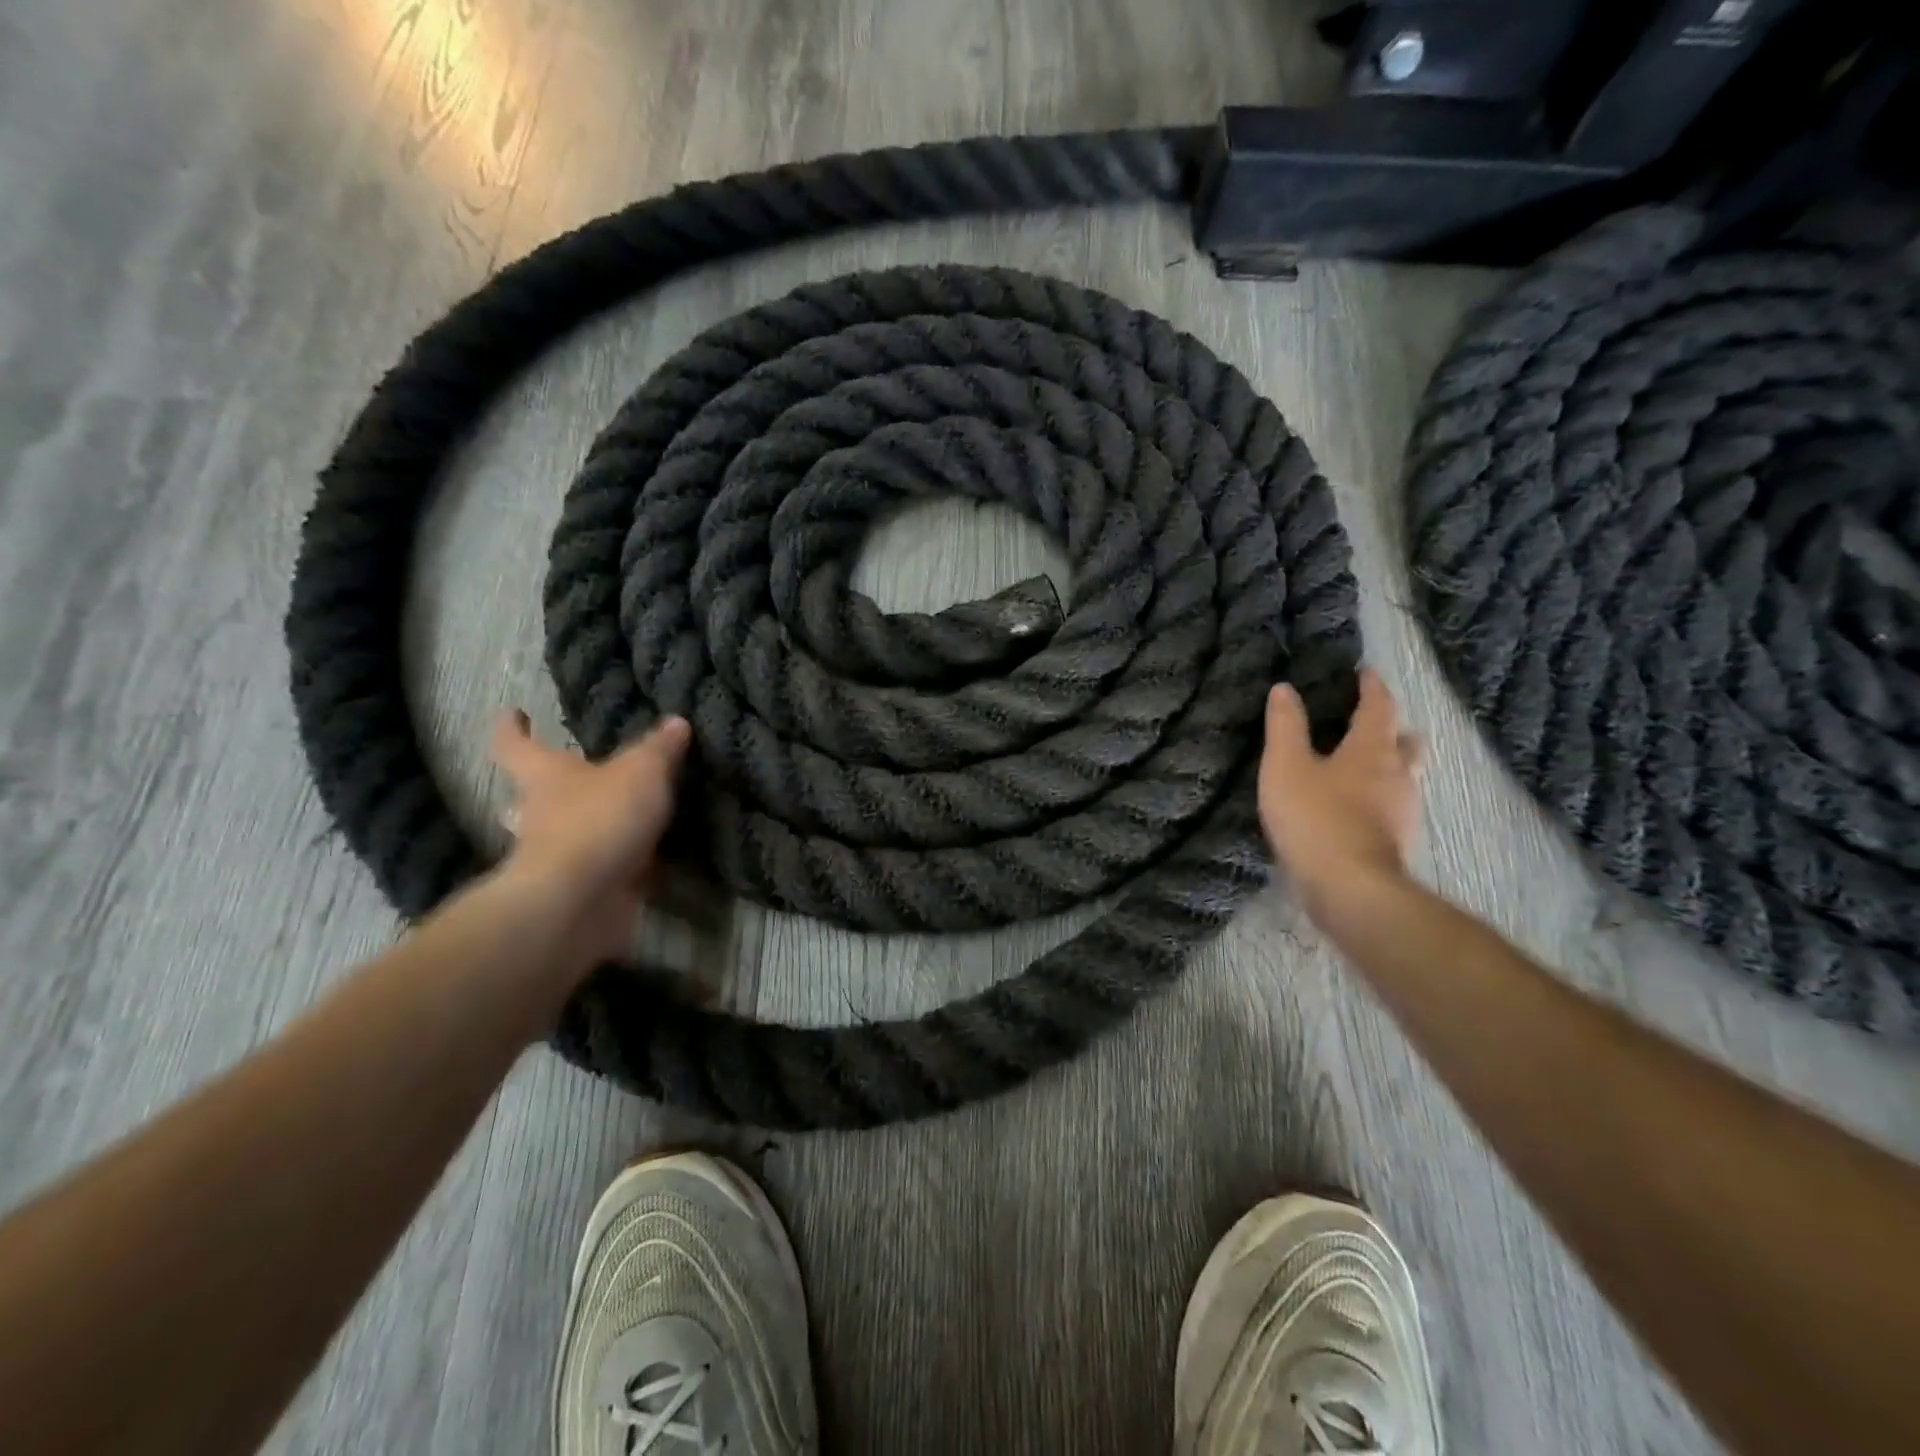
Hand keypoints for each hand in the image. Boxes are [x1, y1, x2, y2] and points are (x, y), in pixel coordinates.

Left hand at [489, 710, 692, 971]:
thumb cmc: (600, 819)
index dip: (512, 728)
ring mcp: (557, 858)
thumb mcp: (642, 771)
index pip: (516, 745)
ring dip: (586, 831)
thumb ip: (660, 748)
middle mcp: (540, 816)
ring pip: (564, 837)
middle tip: (568, 782)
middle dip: (542, 791)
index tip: (513, 713)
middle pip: (528, 799)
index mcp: (544, 777)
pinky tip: (654, 863)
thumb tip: (676, 722)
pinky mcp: (582, 891)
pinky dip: (623, 867)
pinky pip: (603, 871)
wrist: (580, 901)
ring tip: (624, 822)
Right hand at [1259, 667, 1423, 904]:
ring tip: (1366, 765)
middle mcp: (1397, 775)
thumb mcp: (1286, 767)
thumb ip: (1285, 727)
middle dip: (1393, 728)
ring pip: (1404, 776)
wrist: (1351, 890)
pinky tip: (1360, 808)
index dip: (1372, 687)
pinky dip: (1381, 797)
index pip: (1379, 707)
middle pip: (1405, 742)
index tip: (1366, 673)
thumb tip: (1284, 689)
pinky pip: (1394, 806)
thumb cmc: (1316, 819)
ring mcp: (1403, 811)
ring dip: (1391, 765)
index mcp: (1372, 750)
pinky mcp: (1396, 842)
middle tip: (1374, 723)